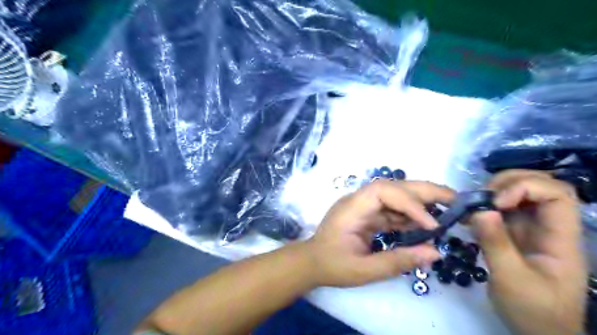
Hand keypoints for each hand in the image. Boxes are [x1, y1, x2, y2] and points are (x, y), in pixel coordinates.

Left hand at [303, 181, 453, 287]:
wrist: (312, 262)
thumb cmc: (333, 265)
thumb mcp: (364, 270)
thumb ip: (398, 261)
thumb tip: (435, 253)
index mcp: (352, 208)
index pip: (384, 192)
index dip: (410, 203)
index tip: (432, 224)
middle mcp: (359, 200)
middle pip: (393, 186)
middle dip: (424, 191)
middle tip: (455, 199)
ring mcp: (364, 206)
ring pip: (396, 195)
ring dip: (421, 201)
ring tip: (448, 209)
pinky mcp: (368, 214)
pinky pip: (392, 210)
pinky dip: (410, 215)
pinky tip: (426, 225)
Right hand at [468, 171, 586, 334]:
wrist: (538, 331)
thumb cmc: (532, 309)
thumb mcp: (511, 279)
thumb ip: (496, 243)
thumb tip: (480, 210)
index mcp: (560, 237)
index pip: (556, 194)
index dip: (525, 188)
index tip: (495, 202)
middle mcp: (549, 227)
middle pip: (540, 185)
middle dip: (508, 182)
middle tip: (481, 197)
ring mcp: (532, 229)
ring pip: (521, 193)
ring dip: (495, 192)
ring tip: (473, 204)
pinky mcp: (516, 234)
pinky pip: (503, 209)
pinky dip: (486, 206)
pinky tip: (470, 215)